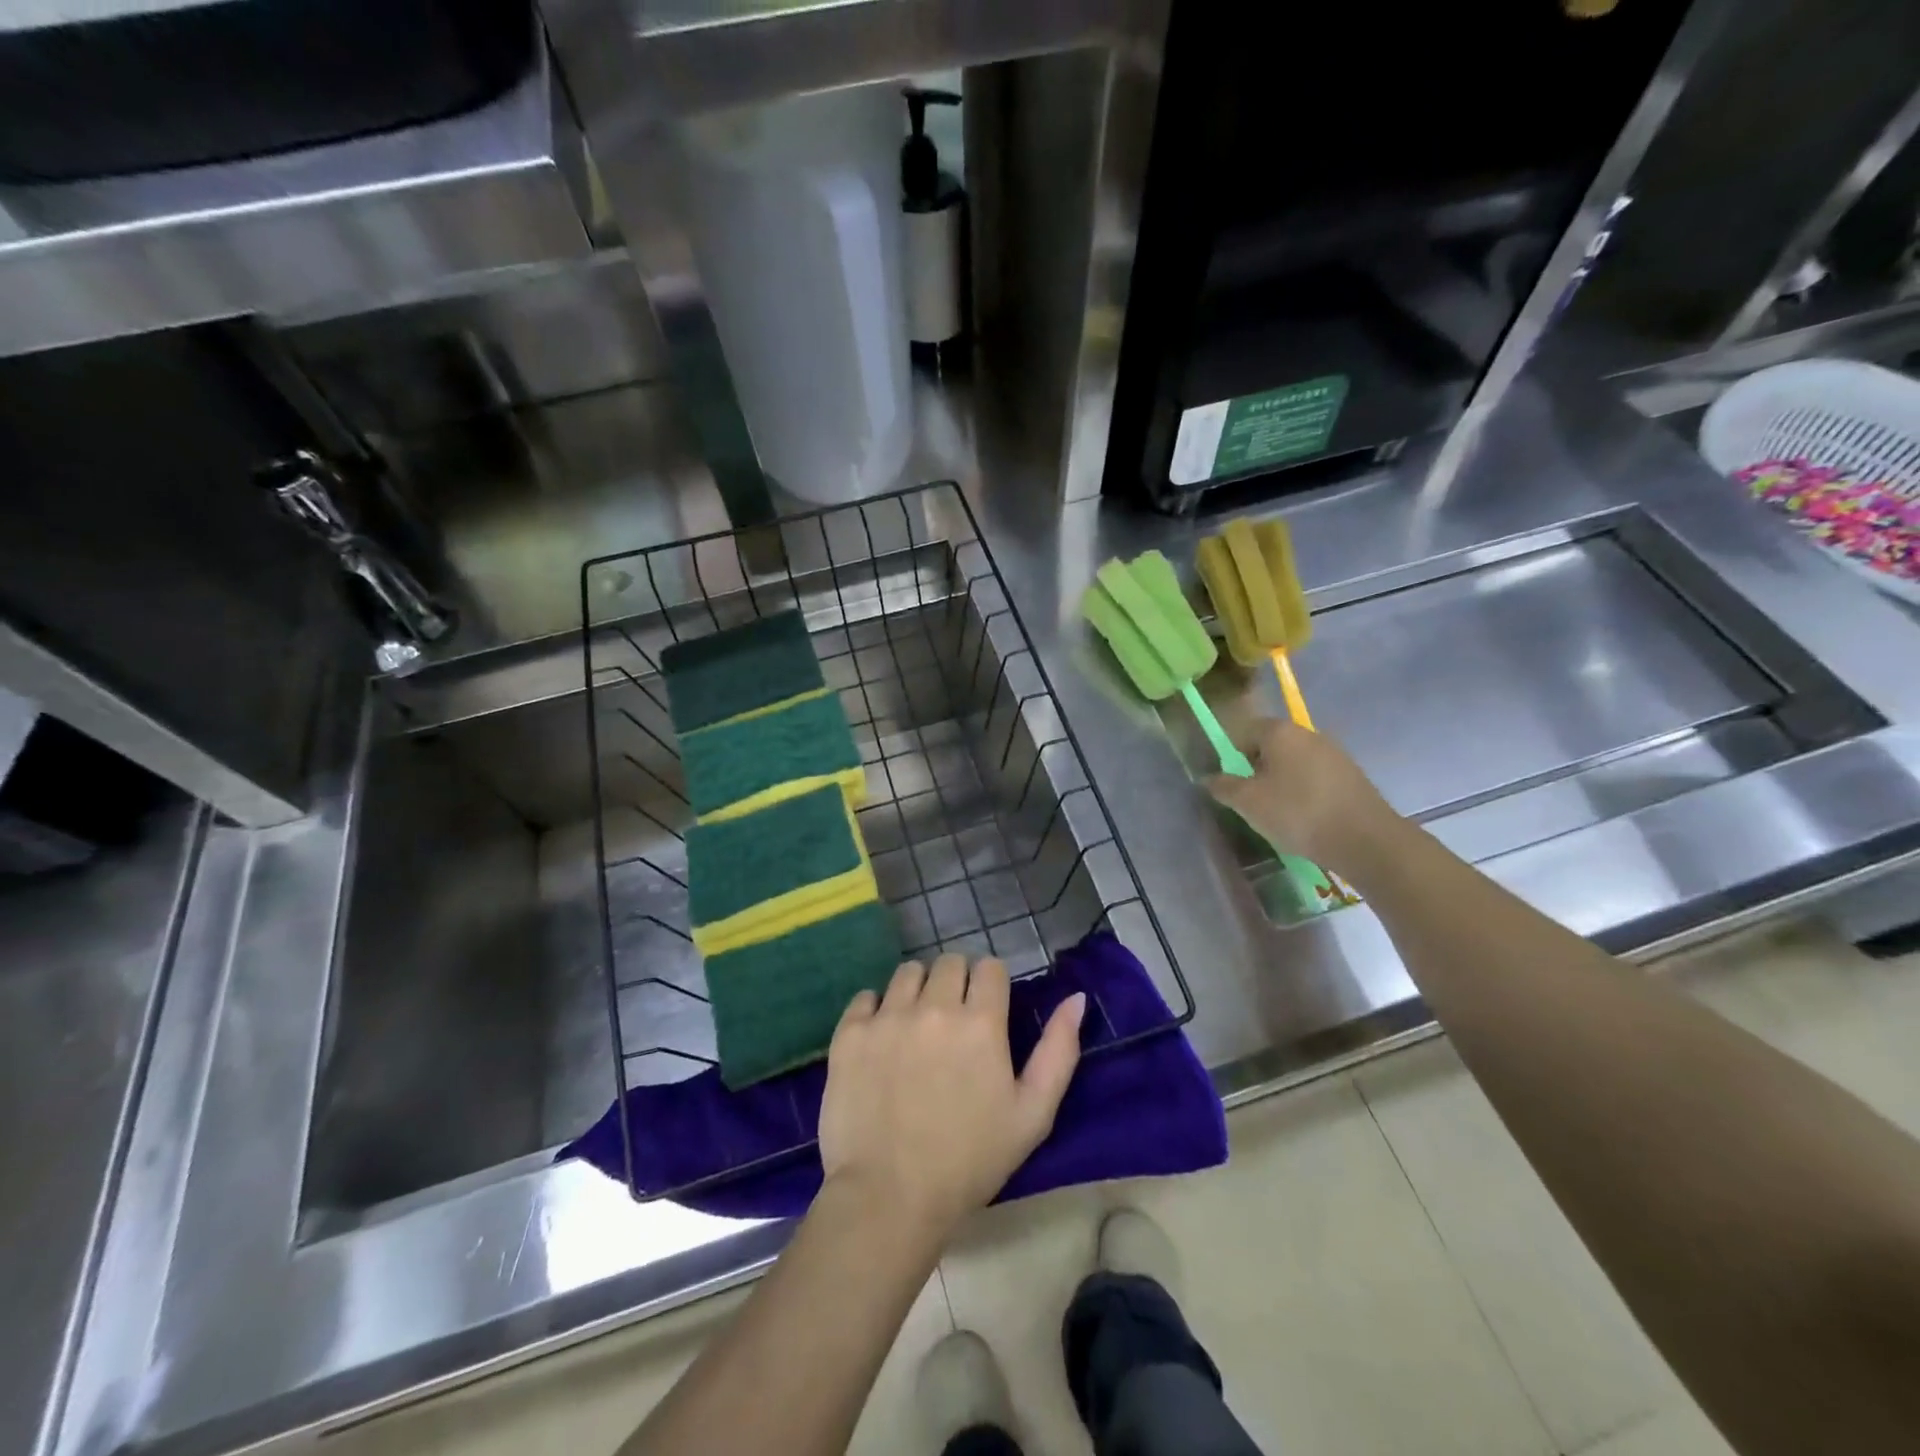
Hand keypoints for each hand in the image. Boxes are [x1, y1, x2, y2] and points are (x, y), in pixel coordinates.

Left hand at [819, 955, 1084, 1239]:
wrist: (889, 1197)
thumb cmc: (970, 1161)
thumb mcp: (1033, 1115)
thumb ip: (1058, 1051)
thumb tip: (1075, 999)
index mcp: (981, 1022)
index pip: (989, 967)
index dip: (991, 985)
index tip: (987, 1010)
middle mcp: (934, 1006)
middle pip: (949, 962)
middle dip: (957, 983)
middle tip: (953, 1022)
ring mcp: (887, 1017)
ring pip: (908, 973)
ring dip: (918, 990)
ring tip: (916, 1027)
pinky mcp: (850, 1033)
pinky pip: (866, 997)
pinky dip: (876, 1010)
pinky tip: (881, 1040)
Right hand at [1206, 718, 1402, 877]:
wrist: (1365, 839)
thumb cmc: (1297, 812)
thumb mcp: (1248, 802)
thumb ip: (1223, 786)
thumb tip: (1208, 778)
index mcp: (1279, 732)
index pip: (1244, 731)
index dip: (1231, 755)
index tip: (1230, 782)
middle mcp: (1307, 733)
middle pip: (1270, 746)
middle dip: (1256, 769)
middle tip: (1251, 800)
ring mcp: (1334, 753)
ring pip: (1294, 762)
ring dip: (1281, 781)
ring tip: (1278, 812)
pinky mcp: (1351, 775)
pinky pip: (1315, 777)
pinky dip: (1304, 792)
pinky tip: (1305, 817)